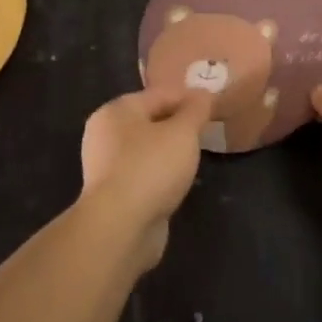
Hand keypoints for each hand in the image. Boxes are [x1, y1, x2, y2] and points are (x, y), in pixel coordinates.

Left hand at [79, 87, 213, 269]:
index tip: (215, 107)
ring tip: (196, 156)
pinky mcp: (113, 193)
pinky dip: (161, 173)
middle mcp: (105, 134)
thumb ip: (196, 109)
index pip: (160, 94)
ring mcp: (107, 166)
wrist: (121, 227)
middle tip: (208, 131)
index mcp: (117, 111)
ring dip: (171, 150)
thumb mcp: (183, 132)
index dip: (190, 98)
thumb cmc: (151, 168)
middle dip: (180, 124)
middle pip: (151, 120)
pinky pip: (144, 172)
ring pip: (147, 148)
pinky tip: (178, 181)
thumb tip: (203, 93)